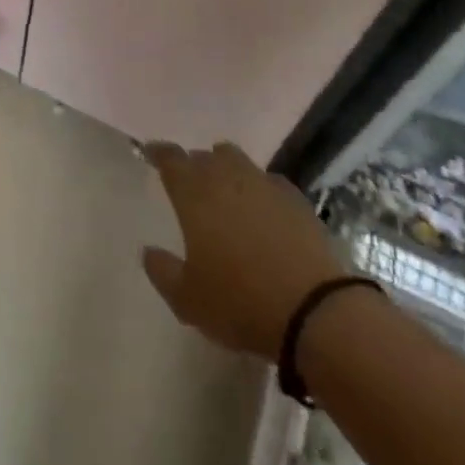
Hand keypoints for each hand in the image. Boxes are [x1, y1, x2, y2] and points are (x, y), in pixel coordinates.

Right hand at [141, 141, 347, 360]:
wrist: (316, 310)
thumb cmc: (241, 303)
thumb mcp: (188, 300)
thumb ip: (162, 272)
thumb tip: (149, 251)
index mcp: (195, 194)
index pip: (171, 159)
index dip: (159, 153)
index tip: (151, 154)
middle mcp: (227, 177)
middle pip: (205, 156)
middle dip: (194, 164)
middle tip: (190, 184)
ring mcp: (264, 184)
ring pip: (237, 160)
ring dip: (226, 169)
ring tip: (225, 191)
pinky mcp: (296, 198)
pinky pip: (269, 181)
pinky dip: (259, 188)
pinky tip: (262, 209)